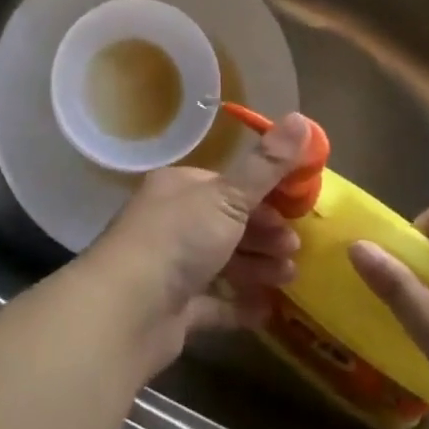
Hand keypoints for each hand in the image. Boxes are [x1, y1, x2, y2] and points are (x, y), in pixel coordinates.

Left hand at [80, 113, 312, 372]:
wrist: (126, 311)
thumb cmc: (178, 239)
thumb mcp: (228, 196)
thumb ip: (267, 165)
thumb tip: (302, 117)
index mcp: (179, 187)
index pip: (227, 185)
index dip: (263, 194)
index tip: (296, 207)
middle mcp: (171, 222)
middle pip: (227, 224)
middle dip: (264, 233)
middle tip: (295, 247)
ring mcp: (170, 268)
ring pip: (223, 262)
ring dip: (258, 267)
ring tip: (289, 276)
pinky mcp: (173, 310)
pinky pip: (214, 304)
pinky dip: (240, 306)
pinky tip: (267, 310)